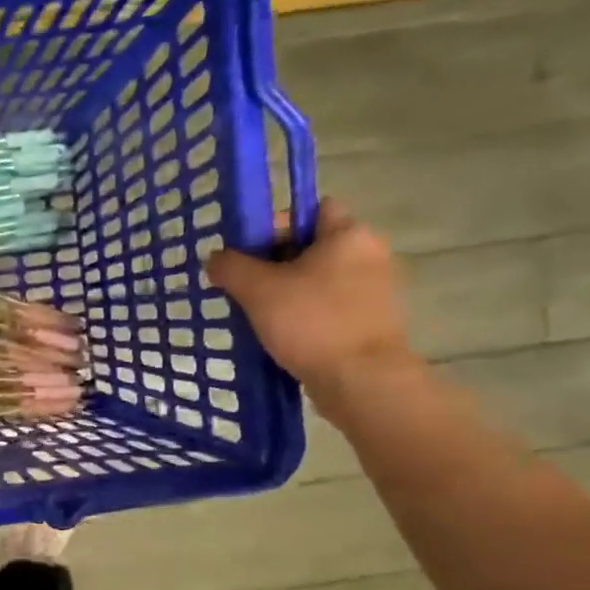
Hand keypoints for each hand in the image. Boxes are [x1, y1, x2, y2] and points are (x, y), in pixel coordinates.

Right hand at [204, 200, 415, 400]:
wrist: (361, 380)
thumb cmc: (311, 322)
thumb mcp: (258, 290)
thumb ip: (230, 267)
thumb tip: (215, 258)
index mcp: (348, 234)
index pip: (310, 209)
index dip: (274, 224)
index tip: (245, 252)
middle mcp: (369, 254)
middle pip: (311, 246)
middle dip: (274, 262)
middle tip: (242, 285)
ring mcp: (373, 290)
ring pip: (317, 279)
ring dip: (286, 291)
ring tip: (255, 313)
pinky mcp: (369, 322)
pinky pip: (327, 306)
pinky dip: (303, 314)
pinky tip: (279, 334)